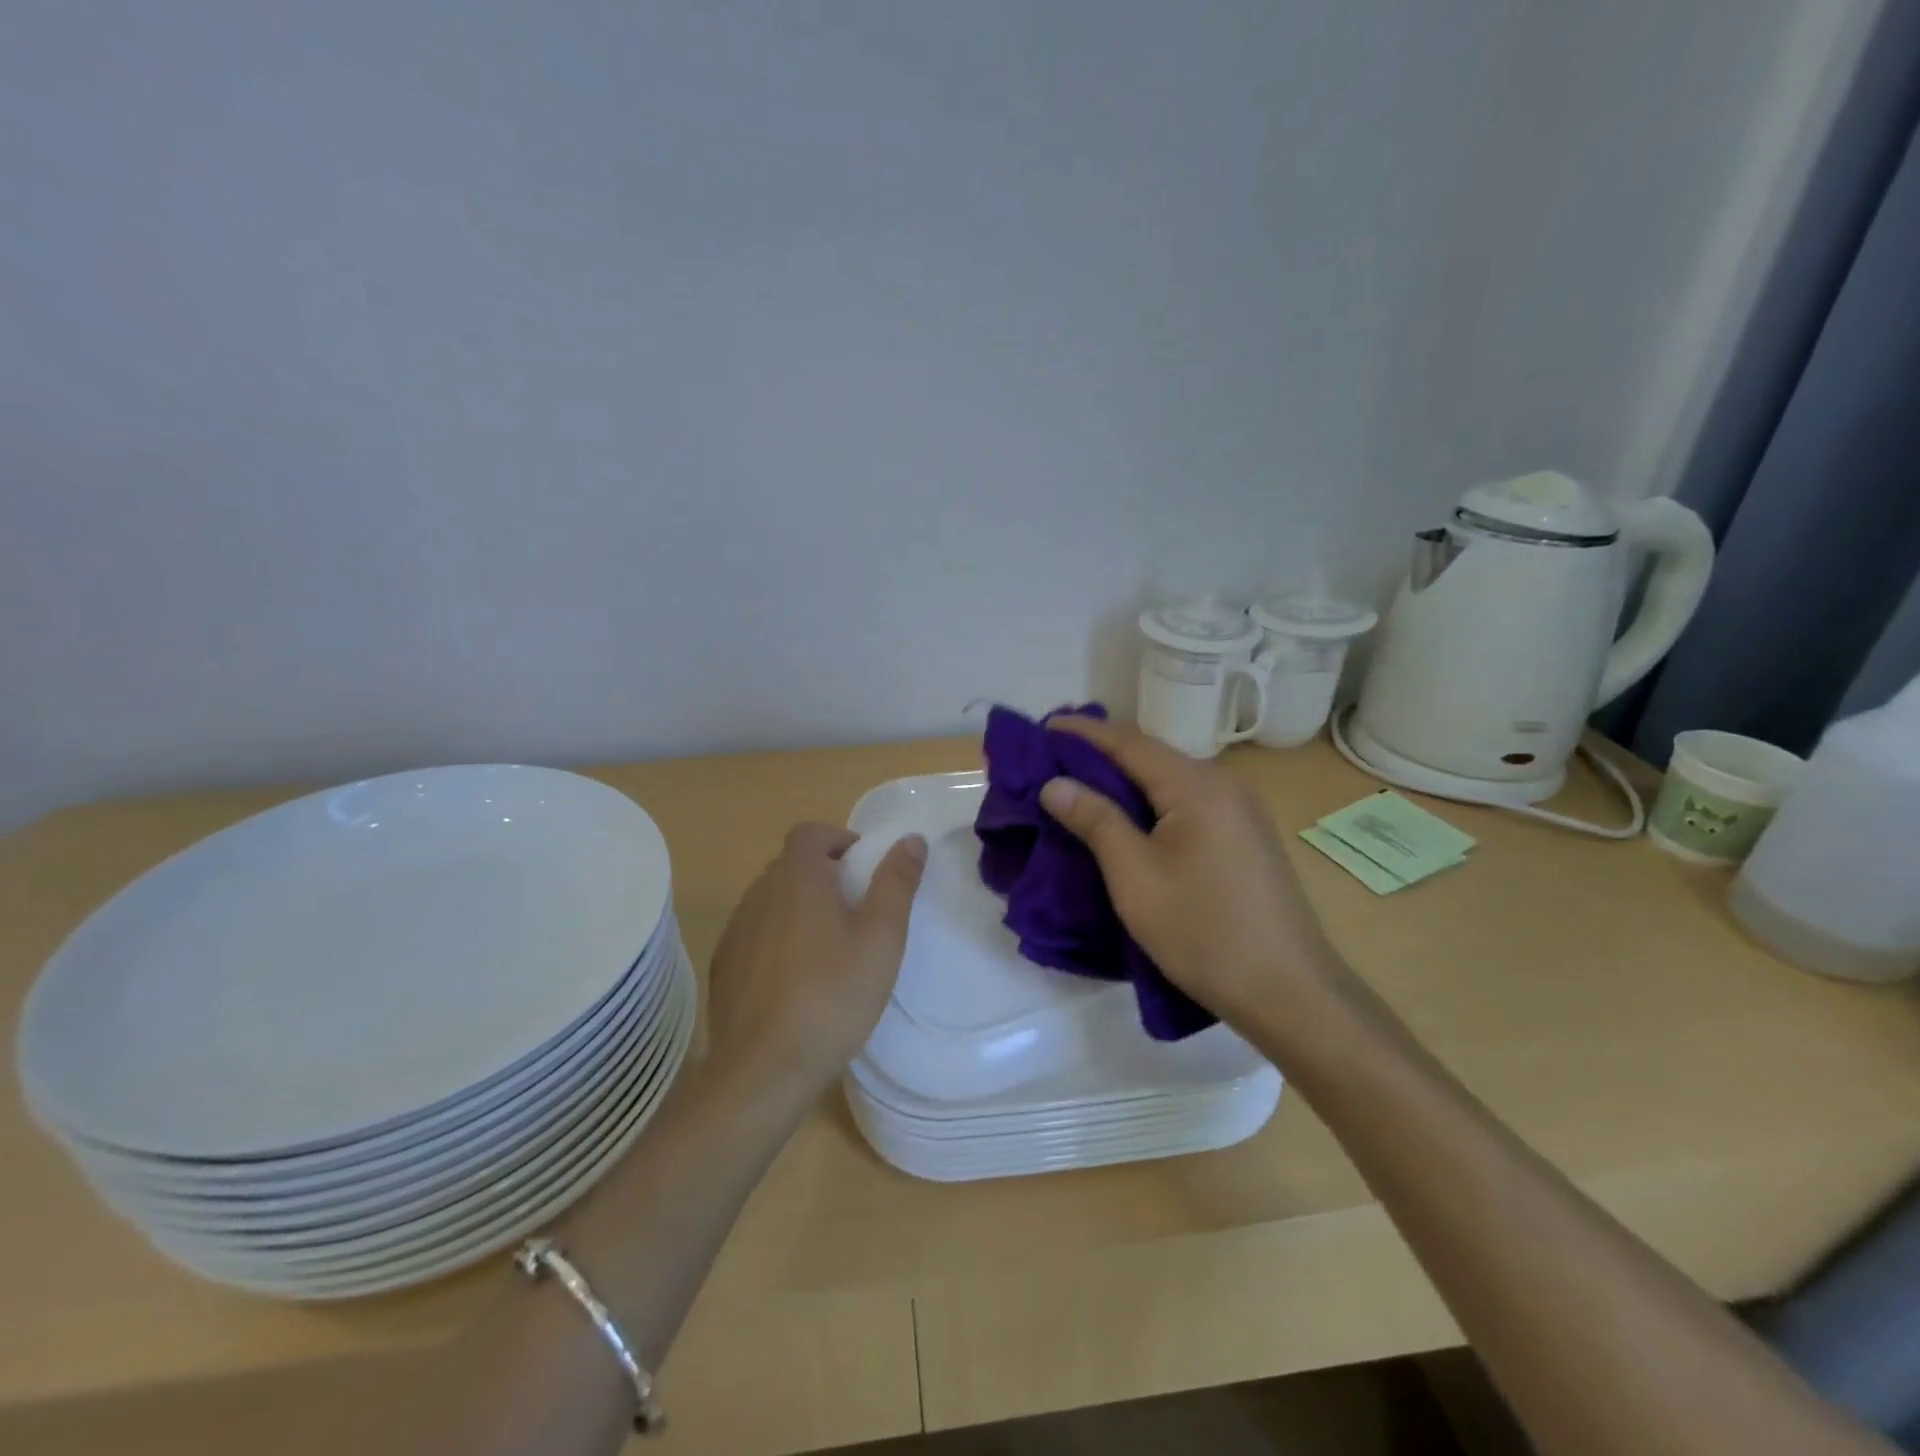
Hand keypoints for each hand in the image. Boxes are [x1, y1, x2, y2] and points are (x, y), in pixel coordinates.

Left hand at [705, 823, 926, 1110]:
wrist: (762, 1070)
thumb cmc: (832, 996)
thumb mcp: (881, 939)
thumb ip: (896, 883)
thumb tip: (911, 838)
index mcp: (796, 878)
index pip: (810, 832)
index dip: (838, 839)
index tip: (864, 869)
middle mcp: (758, 894)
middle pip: (791, 864)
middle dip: (824, 874)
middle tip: (857, 911)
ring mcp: (735, 931)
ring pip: (771, 900)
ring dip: (799, 907)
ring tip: (830, 948)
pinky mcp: (723, 966)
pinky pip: (755, 934)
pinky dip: (777, 938)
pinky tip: (797, 980)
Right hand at [1039, 716, 1342, 1033]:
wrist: (1290, 992)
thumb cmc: (1204, 932)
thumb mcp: (1136, 878)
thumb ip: (1096, 821)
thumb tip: (1055, 783)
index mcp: (1197, 786)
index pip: (1129, 742)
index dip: (1083, 733)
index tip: (1042, 728)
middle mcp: (1224, 784)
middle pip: (1152, 756)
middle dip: (1101, 753)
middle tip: (1053, 760)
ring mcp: (1241, 810)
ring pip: (1170, 780)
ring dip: (1125, 779)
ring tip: (1081, 785)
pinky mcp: (1246, 836)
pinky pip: (1187, 802)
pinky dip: (1150, 801)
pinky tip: (1129, 818)